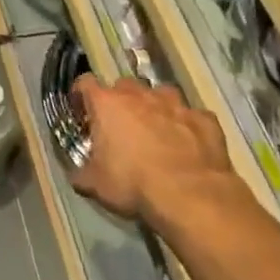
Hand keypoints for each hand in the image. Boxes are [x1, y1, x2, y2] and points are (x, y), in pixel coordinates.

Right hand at [69, 74, 229, 224]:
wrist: (191, 196)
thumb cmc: (134, 185)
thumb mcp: (95, 185)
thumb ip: (81, 174)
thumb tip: (76, 175)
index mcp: (107, 103)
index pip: (85, 83)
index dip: (81, 95)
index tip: (82, 111)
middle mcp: (139, 94)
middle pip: (124, 86)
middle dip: (121, 102)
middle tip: (121, 127)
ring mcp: (174, 103)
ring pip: (160, 95)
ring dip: (156, 108)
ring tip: (157, 132)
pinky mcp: (204, 118)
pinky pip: (191, 116)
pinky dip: (187, 126)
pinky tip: (189, 145)